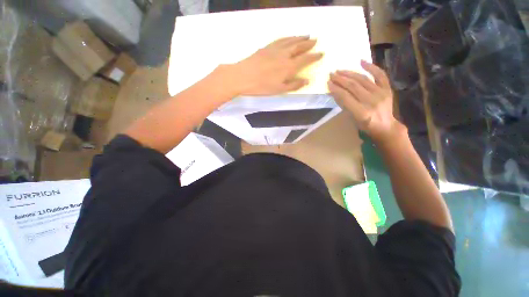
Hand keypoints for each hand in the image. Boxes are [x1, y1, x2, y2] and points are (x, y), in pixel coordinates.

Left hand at [231, 36, 322, 95]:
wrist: (243, 76)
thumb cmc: (262, 87)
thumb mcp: (279, 89)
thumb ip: (294, 84)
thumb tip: (307, 80)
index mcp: (289, 67)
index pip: (305, 59)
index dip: (314, 56)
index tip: (321, 53)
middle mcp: (284, 55)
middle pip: (299, 46)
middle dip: (308, 43)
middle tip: (315, 40)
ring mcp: (275, 49)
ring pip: (290, 40)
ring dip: (299, 38)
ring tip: (306, 36)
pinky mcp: (267, 47)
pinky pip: (280, 39)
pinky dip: (287, 37)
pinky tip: (289, 38)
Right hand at [328, 60, 404, 143]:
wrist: (385, 126)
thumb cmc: (365, 125)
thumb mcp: (352, 119)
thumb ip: (345, 105)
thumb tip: (335, 92)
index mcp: (361, 112)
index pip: (345, 97)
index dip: (336, 89)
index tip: (328, 83)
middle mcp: (371, 101)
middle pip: (353, 86)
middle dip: (340, 79)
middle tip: (332, 74)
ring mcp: (381, 93)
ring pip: (363, 79)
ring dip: (350, 73)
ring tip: (340, 70)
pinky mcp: (387, 89)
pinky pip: (380, 75)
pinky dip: (371, 67)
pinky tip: (361, 62)